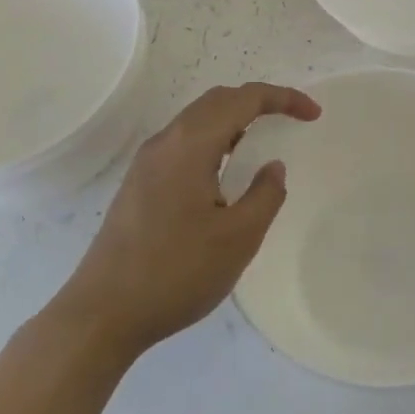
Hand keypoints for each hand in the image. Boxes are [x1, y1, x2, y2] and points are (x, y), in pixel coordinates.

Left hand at [59, 82, 320, 357]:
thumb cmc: (176, 273)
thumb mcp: (238, 238)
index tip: (313, 114)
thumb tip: (272, 167)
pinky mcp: (138, 184)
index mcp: (190, 144)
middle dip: (258, 101)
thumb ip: (265, 195)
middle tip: (290, 120)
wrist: (102, 314)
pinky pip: (183, 143)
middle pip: (217, 100)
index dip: (282, 98)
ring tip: (261, 143)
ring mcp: (146, 162)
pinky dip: (213, 140)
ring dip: (234, 120)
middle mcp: (165, 142)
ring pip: (197, 120)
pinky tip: (223, 173)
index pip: (243, 99)